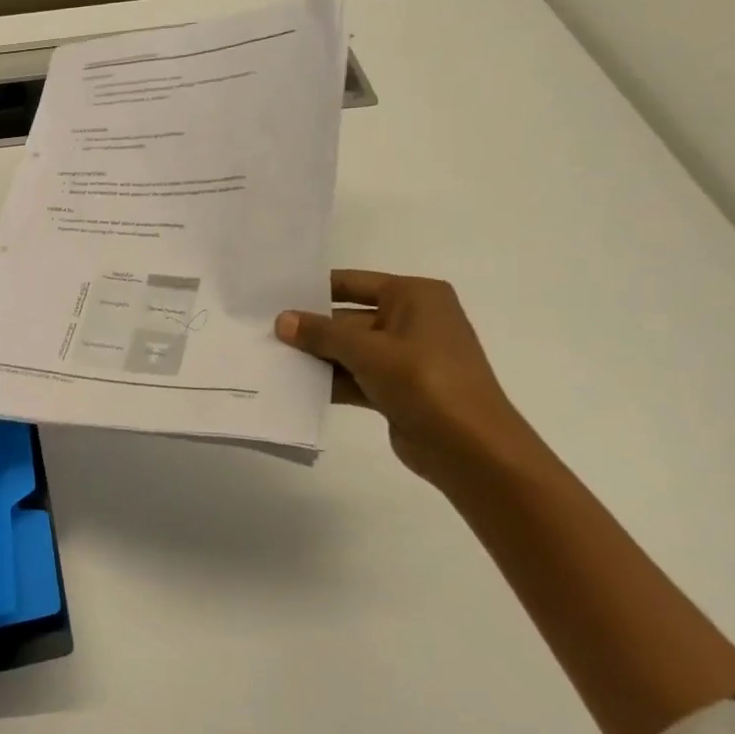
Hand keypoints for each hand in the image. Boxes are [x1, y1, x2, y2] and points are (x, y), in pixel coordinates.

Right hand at [276, 270, 549, 489]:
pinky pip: (356, 376)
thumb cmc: (425, 382)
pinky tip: (294, 385)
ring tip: (270, 357)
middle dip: (311, 328)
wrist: (472, 449)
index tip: (274, 295)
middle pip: (348, 318)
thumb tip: (282, 320)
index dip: (314, 289)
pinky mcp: (398, 389)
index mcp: (415, 296)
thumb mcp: (367, 351)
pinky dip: (330, 380)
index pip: (353, 283)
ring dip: (317, 356)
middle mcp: (412, 320)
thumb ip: (321, 333)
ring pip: (350, 349)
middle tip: (263, 331)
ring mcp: (406, 357)